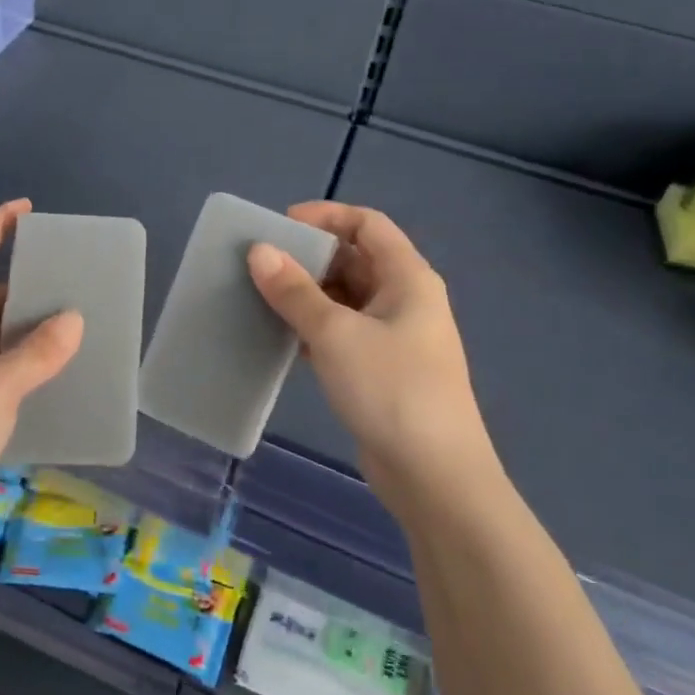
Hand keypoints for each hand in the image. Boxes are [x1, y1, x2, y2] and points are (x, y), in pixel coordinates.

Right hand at [247, 202, 499, 519]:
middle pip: (355, 259)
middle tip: (261, 264)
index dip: (325, 216)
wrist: (435, 478)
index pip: (367, 224)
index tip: (280, 225)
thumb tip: (259, 251)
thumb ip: (295, 291)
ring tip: (261, 297)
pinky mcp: (381, 371)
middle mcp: (405, 300)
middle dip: (309, 257)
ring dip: (307, 295)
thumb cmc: (391, 390)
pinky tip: (280, 337)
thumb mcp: (336, 334)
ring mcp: (395, 338)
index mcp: (408, 278)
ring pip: (345, 299)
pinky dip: (314, 329)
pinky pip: (343, 333)